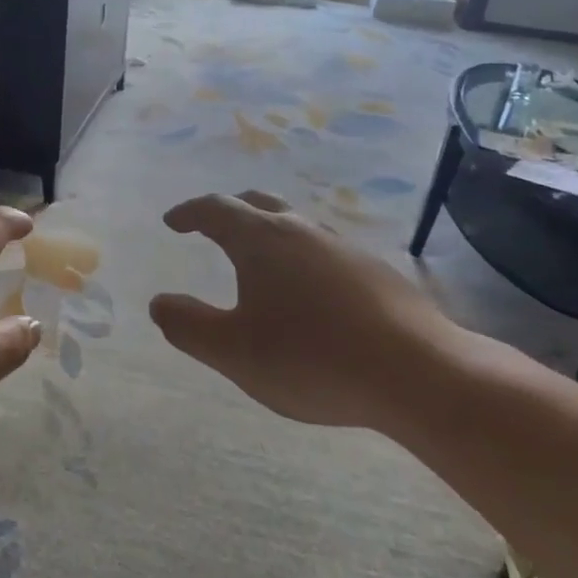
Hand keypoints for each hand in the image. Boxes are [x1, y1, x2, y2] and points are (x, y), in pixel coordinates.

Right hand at [149, 191, 469, 427]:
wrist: (418, 373)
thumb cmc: (311, 359)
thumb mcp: (234, 352)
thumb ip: (189, 326)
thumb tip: (159, 303)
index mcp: (262, 241)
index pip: (216, 210)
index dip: (189, 213)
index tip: (172, 221)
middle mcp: (303, 232)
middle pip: (260, 204)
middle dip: (230, 211)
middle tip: (211, 226)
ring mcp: (345, 249)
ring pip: (297, 226)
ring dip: (270, 233)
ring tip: (259, 261)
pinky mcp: (377, 273)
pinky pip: (325, 252)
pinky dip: (302, 258)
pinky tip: (309, 293)